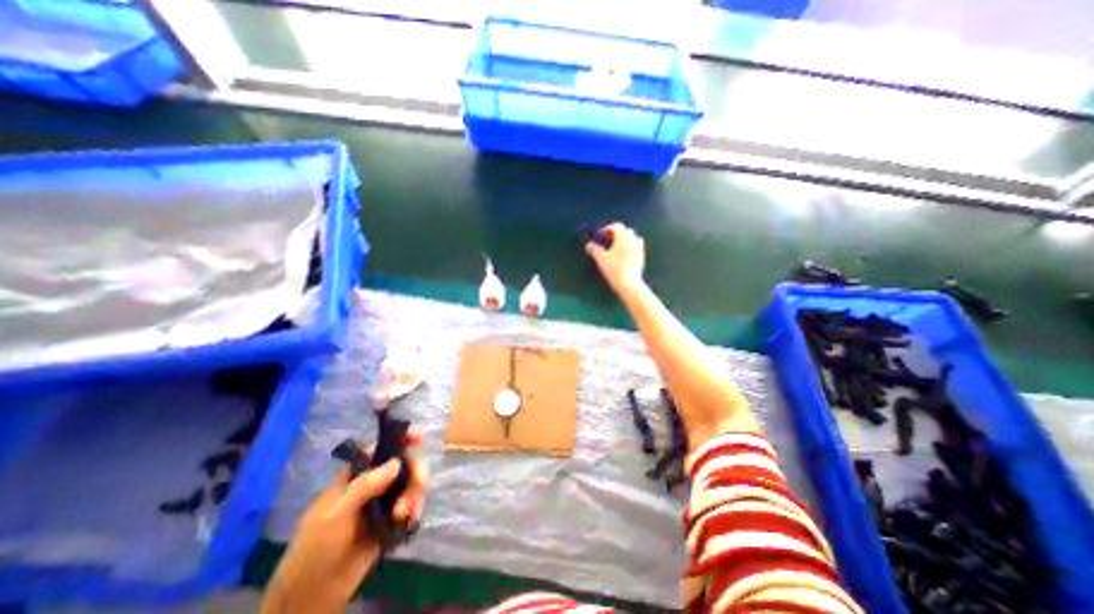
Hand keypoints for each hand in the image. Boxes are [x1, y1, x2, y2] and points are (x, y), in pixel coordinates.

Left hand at [262, 429, 428, 610]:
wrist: (312, 596)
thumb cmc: (314, 550)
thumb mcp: (333, 516)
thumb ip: (363, 486)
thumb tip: (396, 462)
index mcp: (355, 476)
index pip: (380, 449)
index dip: (401, 439)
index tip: (419, 438)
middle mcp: (373, 484)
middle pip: (403, 464)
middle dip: (414, 473)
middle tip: (417, 487)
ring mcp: (383, 503)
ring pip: (411, 484)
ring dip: (415, 494)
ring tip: (404, 515)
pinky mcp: (392, 521)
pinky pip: (412, 505)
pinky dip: (416, 509)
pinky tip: (411, 520)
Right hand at [586, 223, 641, 293]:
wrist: (629, 284)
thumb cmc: (614, 269)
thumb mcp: (601, 259)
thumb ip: (594, 250)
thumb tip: (588, 244)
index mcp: (623, 237)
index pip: (617, 226)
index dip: (607, 228)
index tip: (600, 234)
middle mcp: (633, 240)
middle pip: (626, 230)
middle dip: (616, 232)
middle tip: (607, 239)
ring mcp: (639, 248)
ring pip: (633, 238)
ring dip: (624, 239)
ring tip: (616, 246)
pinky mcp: (641, 257)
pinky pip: (636, 246)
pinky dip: (629, 246)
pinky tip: (623, 255)